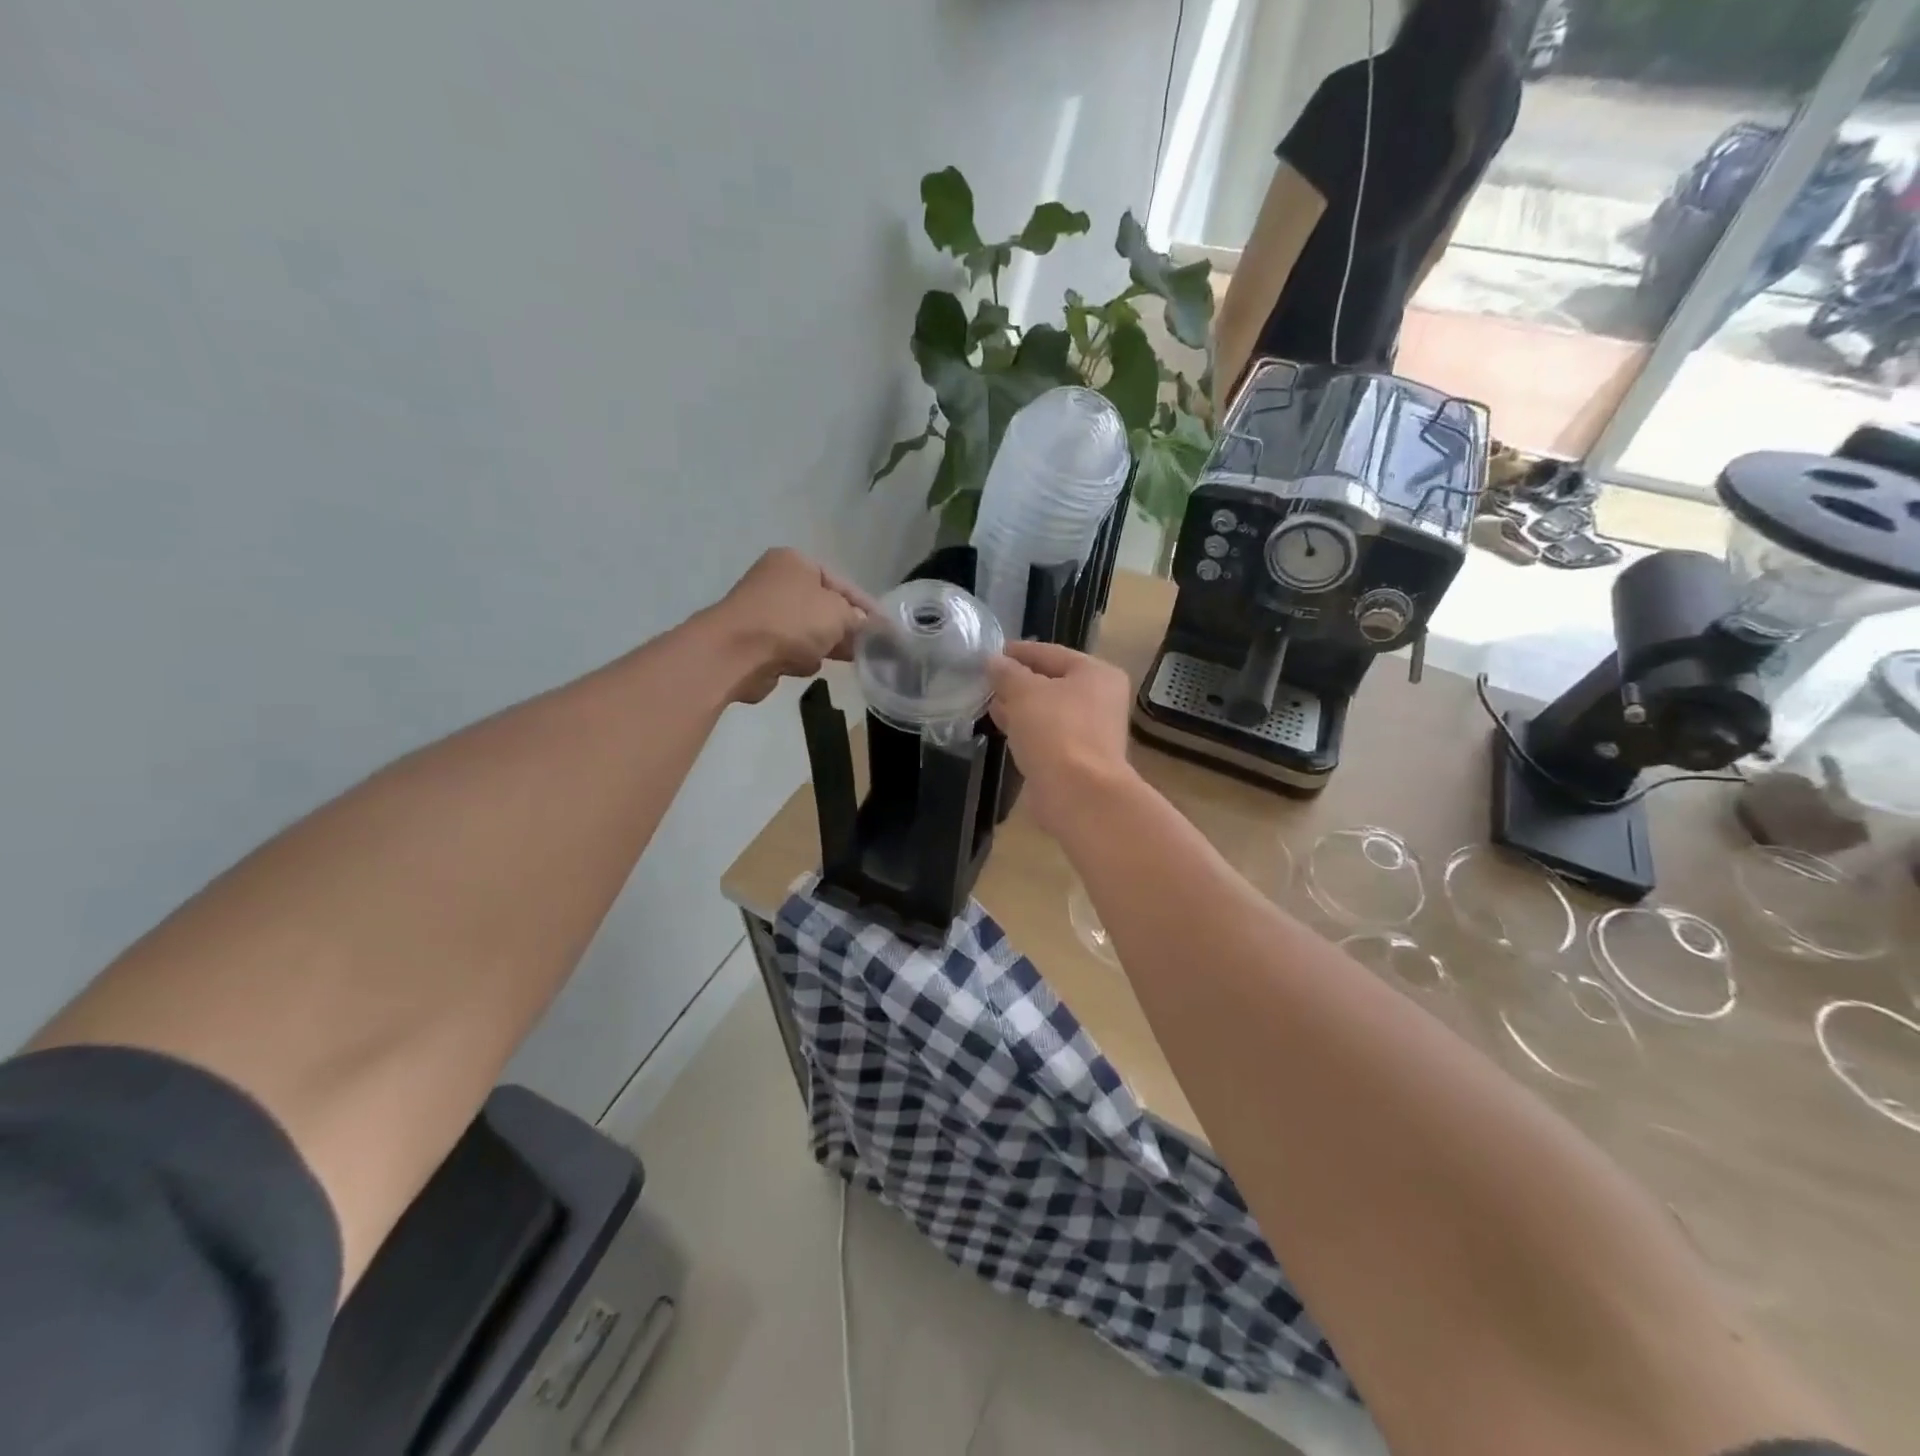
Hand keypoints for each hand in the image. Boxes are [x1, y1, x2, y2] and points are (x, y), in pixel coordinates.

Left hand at [703, 548, 871, 703]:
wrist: (735, 654)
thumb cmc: (791, 621)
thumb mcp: (838, 614)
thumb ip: (858, 619)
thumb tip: (865, 627)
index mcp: (796, 562)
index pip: (842, 583)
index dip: (866, 606)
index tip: (886, 628)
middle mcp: (777, 581)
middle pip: (824, 607)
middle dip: (844, 628)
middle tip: (868, 648)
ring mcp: (763, 612)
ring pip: (808, 630)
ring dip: (822, 645)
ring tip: (837, 658)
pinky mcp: (755, 641)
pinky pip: (790, 648)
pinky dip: (800, 658)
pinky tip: (803, 666)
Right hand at [987, 641, 1138, 836]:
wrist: (1078, 794)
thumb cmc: (1055, 731)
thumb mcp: (1024, 692)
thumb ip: (1007, 673)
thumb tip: (994, 662)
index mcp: (1096, 674)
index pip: (1052, 653)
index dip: (1020, 652)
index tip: (993, 652)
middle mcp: (1100, 700)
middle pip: (1053, 682)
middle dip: (1019, 682)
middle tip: (987, 681)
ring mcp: (1092, 732)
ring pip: (1049, 711)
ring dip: (1020, 708)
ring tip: (989, 704)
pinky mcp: (1078, 759)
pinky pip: (1048, 735)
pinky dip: (1027, 730)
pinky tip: (1004, 730)